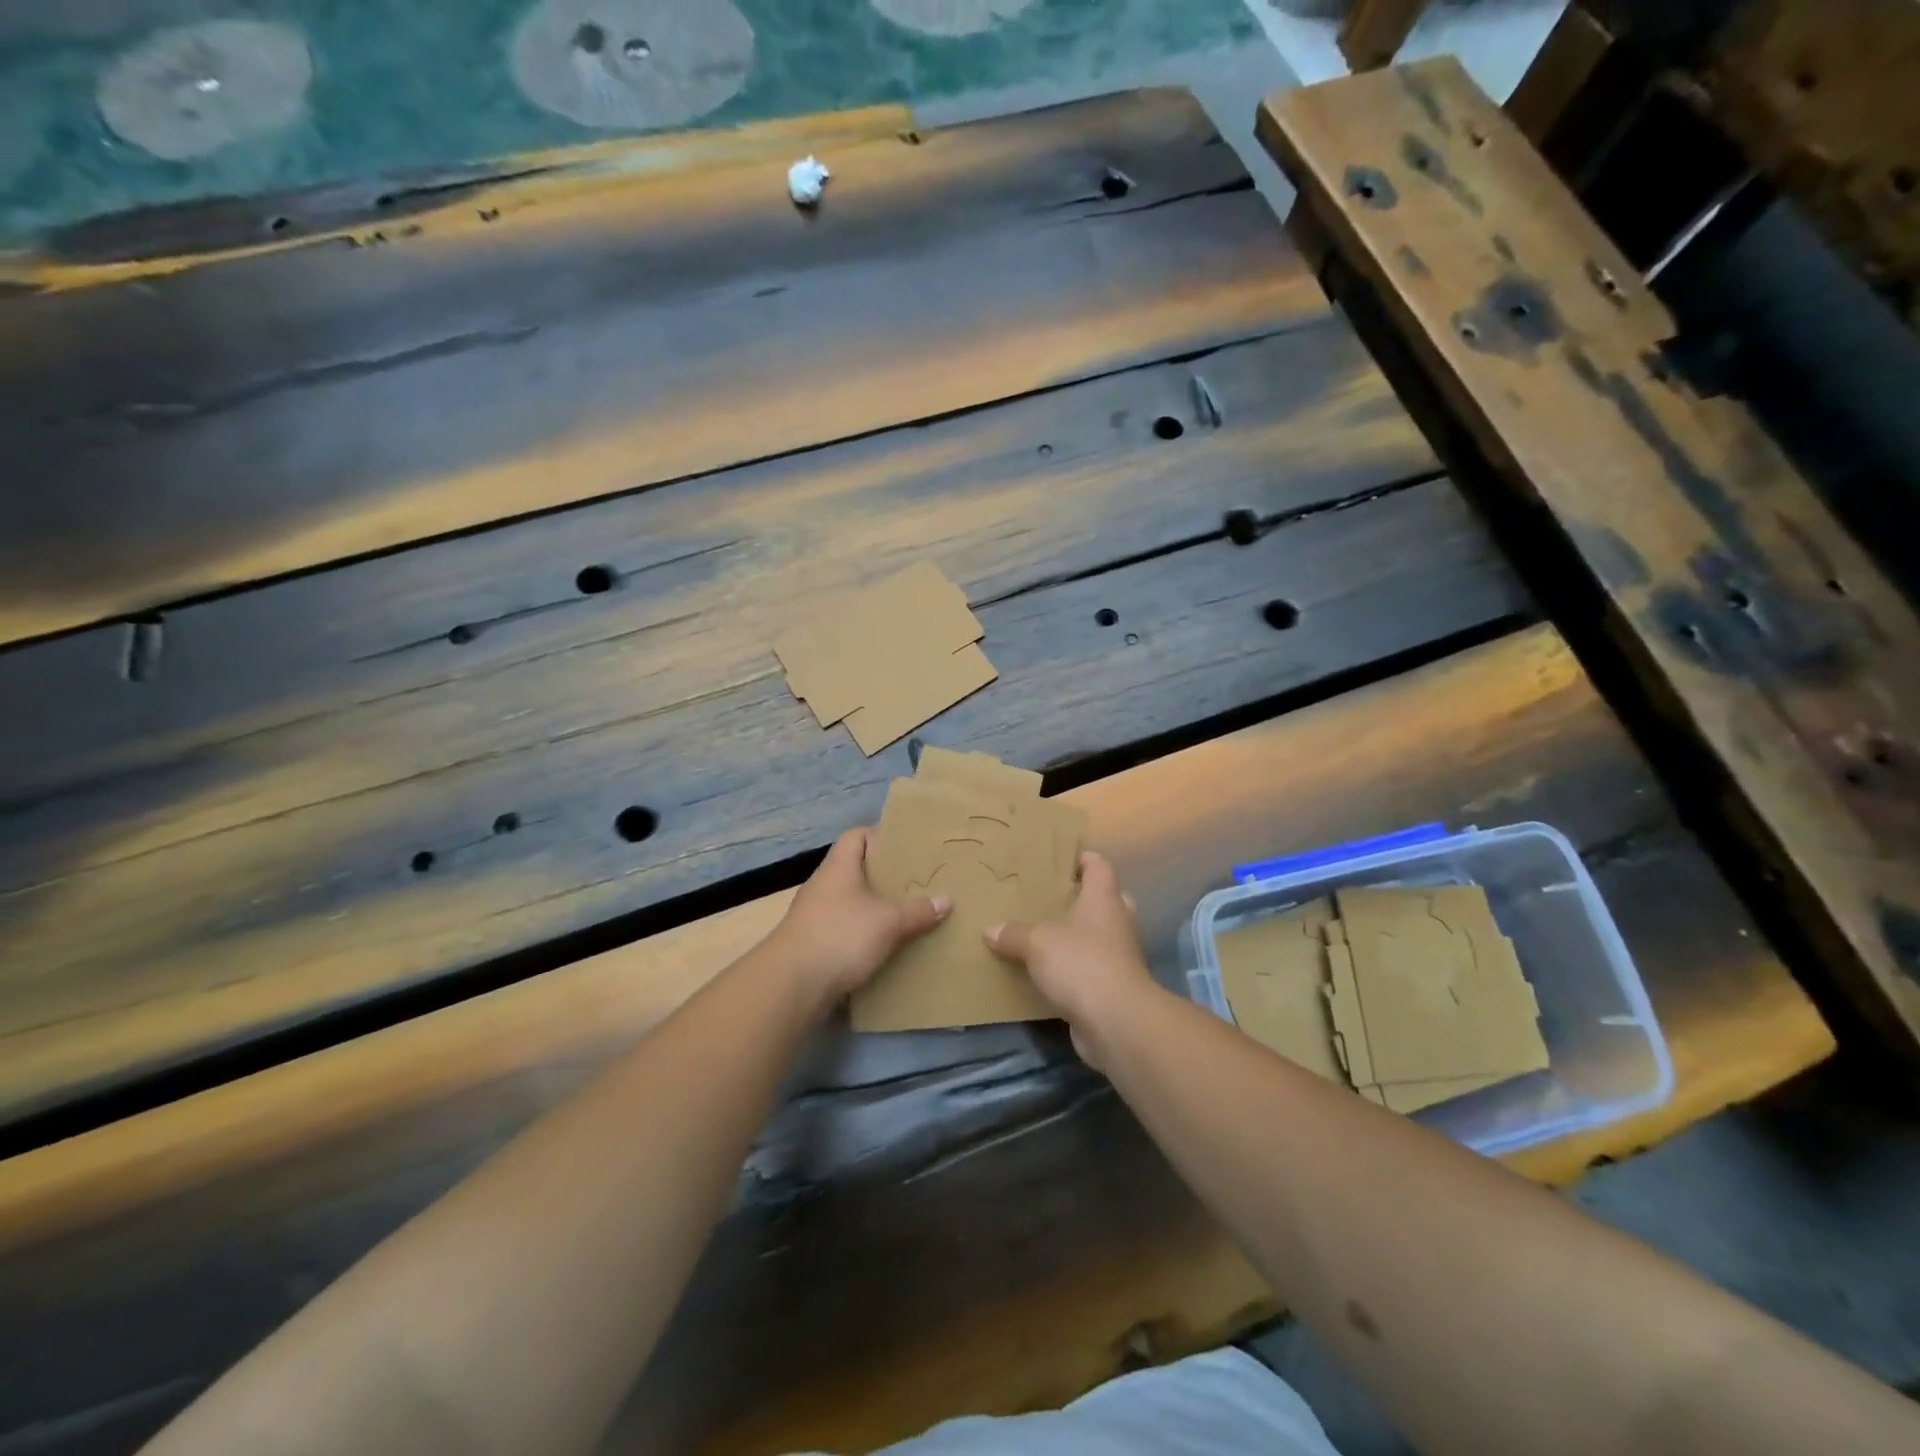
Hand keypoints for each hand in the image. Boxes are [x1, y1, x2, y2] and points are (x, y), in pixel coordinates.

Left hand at [769, 828, 949, 1007]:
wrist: (792, 985)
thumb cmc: (841, 936)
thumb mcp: (888, 922)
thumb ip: (918, 911)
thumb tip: (947, 900)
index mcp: (839, 867)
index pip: (856, 836)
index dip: (880, 835)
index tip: (907, 846)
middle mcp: (824, 886)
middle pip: (856, 869)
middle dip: (884, 876)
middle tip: (915, 881)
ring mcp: (815, 915)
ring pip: (851, 902)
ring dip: (875, 907)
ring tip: (906, 913)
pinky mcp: (814, 944)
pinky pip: (845, 929)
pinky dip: (864, 934)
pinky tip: (886, 945)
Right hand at [985, 851, 1156, 1069]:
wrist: (1115, 1022)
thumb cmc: (1080, 963)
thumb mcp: (1036, 942)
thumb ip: (1013, 933)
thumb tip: (990, 929)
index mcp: (1104, 898)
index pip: (1098, 865)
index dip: (1081, 857)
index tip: (1055, 857)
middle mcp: (1116, 921)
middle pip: (1104, 899)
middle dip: (1080, 897)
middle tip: (1048, 897)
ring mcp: (1118, 955)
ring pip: (1098, 935)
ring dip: (1076, 935)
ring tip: (1041, 932)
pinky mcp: (1112, 986)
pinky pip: (1089, 968)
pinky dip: (1072, 968)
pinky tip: (1045, 971)